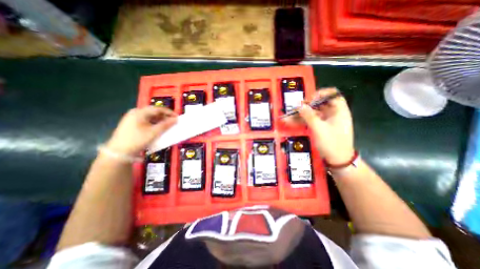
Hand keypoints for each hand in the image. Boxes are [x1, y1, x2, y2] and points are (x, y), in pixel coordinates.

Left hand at [105, 105, 176, 153]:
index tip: (177, 117)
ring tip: (167, 125)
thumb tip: (176, 119)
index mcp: (140, 112)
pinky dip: (154, 123)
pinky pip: (146, 121)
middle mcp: (135, 113)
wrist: (119, 152)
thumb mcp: (154, 132)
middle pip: (153, 112)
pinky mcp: (131, 124)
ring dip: (160, 120)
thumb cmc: (138, 140)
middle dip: (165, 116)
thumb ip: (166, 125)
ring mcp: (132, 118)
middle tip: (173, 121)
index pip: (158, 109)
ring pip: (150, 117)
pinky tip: (158, 128)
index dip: (169, 112)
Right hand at [284, 89, 350, 163]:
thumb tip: (299, 105)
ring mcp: (326, 120)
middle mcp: (333, 113)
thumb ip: (309, 116)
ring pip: (312, 113)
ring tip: (288, 117)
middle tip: (295, 109)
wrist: (338, 160)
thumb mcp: (319, 129)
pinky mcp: (320, 127)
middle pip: (319, 104)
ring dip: (300, 115)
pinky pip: (310, 121)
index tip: (309, 100)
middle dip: (306, 106)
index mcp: (339, 110)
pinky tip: (291, 122)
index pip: (332, 94)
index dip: (320, 94)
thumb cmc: (332, 143)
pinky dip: (302, 121)